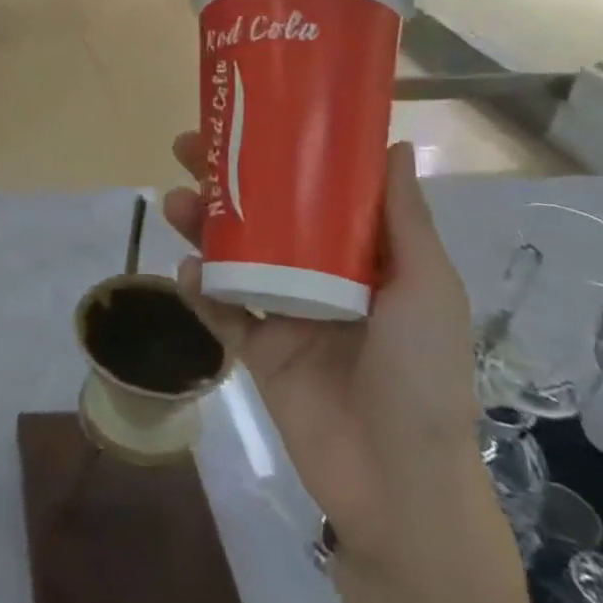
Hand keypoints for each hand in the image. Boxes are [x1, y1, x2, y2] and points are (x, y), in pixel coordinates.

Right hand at [163, 134, 487, 577]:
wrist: (398, 483)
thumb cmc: (422, 374)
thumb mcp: (427, 289)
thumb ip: (405, 221)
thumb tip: (395, 143)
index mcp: (363, 258)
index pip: (316, 192)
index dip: (282, 154)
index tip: (250, 119)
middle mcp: (319, 277)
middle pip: (263, 216)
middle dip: (225, 181)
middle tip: (188, 150)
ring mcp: (284, 313)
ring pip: (232, 256)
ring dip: (202, 226)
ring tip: (175, 203)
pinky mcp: (256, 351)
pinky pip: (219, 310)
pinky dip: (198, 288)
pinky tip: (185, 272)